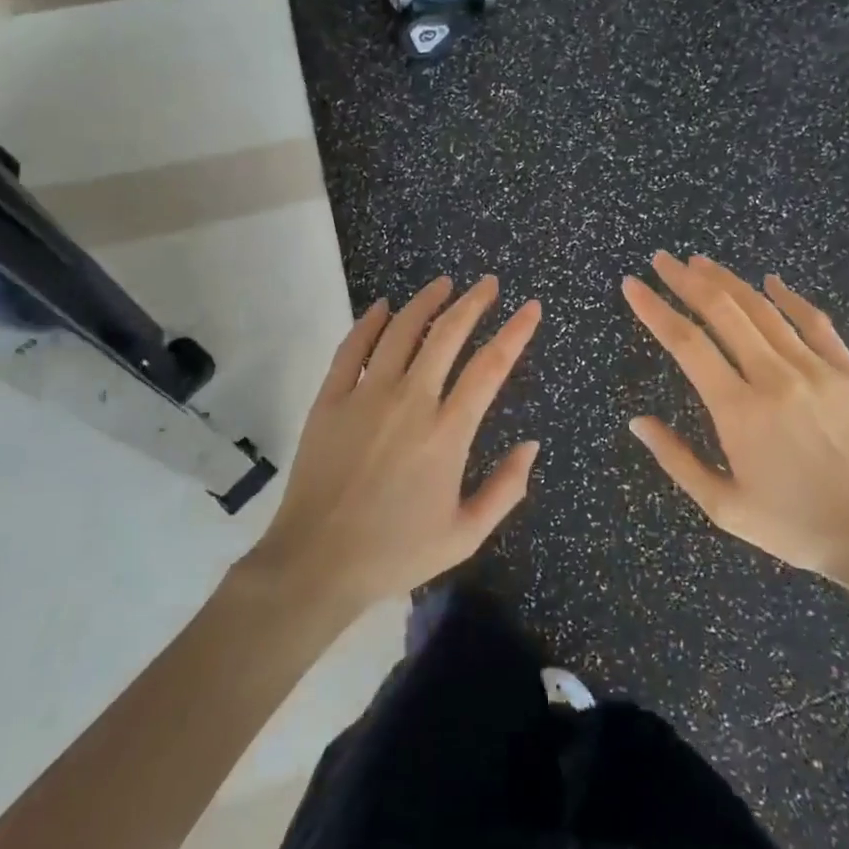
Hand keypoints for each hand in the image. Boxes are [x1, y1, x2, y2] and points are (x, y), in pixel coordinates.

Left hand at [248, 275, 541, 609]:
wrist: (316, 564)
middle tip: (488, 284)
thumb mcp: (465, 535)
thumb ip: (506, 488)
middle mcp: (410, 402)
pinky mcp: (330, 400)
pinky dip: (370, 322)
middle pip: (447, 335)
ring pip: (400, 332)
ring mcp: (365, 396)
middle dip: (473, 303)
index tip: (530, 308)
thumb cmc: (396, 553)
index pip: (490, 367)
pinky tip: (383, 307)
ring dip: (425, 302)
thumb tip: (532, 445)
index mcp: (447, 433)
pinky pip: (352, 349)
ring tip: (443, 284)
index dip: (515, 332)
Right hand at [622, 253, 848, 581]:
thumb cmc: (796, 525)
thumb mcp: (724, 506)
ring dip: (728, 280)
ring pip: (763, 309)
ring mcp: (815, 369)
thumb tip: (637, 422)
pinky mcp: (847, 371)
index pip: (686, 343)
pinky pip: (814, 322)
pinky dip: (789, 298)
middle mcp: (774, 377)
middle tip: (662, 259)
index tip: (632, 286)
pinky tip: (771, 281)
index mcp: (738, 410)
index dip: (654, 309)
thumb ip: (677, 460)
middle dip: (686, 280)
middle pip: (723, 311)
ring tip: (700, 262)